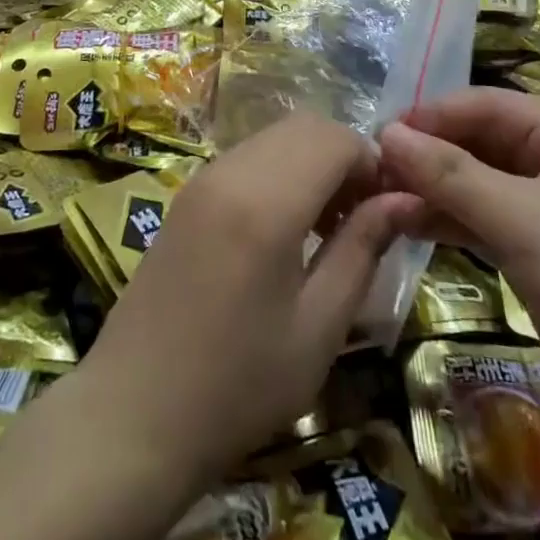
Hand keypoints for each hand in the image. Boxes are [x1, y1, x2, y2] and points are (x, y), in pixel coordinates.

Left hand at [74, 112, 418, 481]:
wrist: (133, 413)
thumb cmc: (238, 384)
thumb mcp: (318, 326)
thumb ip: (362, 249)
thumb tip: (406, 199)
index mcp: (266, 201)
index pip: (335, 138)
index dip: (373, 162)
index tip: (390, 209)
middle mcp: (231, 171)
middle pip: (304, 126)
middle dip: (344, 156)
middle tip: (363, 217)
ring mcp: (202, 178)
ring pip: (274, 137)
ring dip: (312, 162)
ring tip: (327, 227)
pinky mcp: (186, 193)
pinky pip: (247, 157)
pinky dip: (280, 171)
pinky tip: (285, 228)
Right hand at [378, 87, 539, 463]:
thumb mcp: (526, 222)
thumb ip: (452, 175)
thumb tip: (386, 133)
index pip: (484, 106)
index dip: (431, 116)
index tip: (377, 135)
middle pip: (476, 143)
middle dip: (426, 154)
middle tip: (369, 172)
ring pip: (474, 184)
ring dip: (429, 189)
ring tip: (377, 198)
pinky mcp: (535, 254)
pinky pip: (480, 222)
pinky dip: (445, 221)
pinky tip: (405, 225)